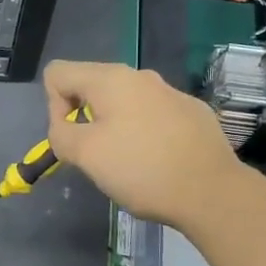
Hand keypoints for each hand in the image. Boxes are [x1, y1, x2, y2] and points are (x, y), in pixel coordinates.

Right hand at [44, 60, 256, 233]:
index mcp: (110, 79)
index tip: (72, 138)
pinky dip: (143, 133)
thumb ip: (60, 134)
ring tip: (127, 162)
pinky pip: (152, 114)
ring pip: (123, 102)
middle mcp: (140, 76)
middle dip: (83, 117)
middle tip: (96, 155)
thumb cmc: (141, 169)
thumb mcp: (85, 155)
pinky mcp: (192, 112)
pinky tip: (158, 161)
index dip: (52, 106)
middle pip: (90, 85)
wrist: (213, 192)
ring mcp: (170, 92)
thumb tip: (63, 128)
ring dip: (113, 126)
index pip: (58, 73)